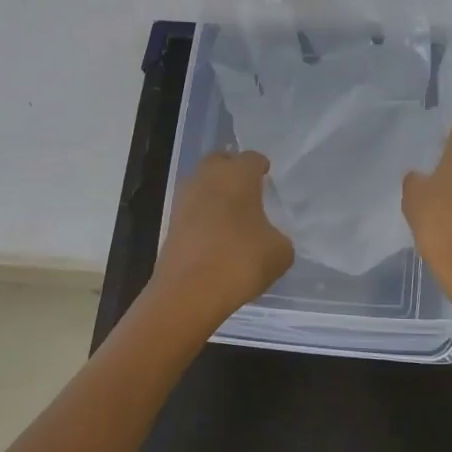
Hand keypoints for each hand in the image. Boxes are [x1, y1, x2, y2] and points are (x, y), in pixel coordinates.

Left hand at [151, 150, 293, 328]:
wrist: (189, 293)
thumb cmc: (240, 261)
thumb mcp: (280, 252)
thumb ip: (279, 237)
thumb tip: (269, 237)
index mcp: (236, 174)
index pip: (252, 158)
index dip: (262, 168)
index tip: (269, 179)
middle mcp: (207, 177)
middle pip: (220, 162)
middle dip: (234, 172)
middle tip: (250, 191)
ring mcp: (184, 199)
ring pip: (203, 185)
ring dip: (217, 194)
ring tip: (235, 216)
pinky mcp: (171, 223)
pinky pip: (194, 209)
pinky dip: (205, 216)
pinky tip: (219, 236)